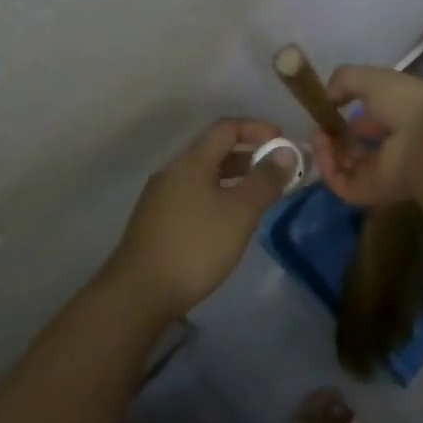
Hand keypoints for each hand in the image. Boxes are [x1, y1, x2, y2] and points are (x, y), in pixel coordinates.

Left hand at [104, 118, 297, 323]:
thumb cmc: (195, 246)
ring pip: (204, 176)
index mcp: (192, 162)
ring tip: (257, 198)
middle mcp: (173, 172)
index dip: (257, 129)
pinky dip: (217, 197)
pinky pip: (193, 196)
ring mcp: (160, 198)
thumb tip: (285, 151)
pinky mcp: (156, 222)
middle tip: (276, 173)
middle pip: (214, 151)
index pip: (227, 128)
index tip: (282, 143)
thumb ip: (265, 180)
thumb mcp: (240, 212)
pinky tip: (228, 223)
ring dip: (233, 179)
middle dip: (248, 156)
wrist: (138, 294)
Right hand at [311, 66, 422, 206]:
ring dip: (326, 150)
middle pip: (352, 146)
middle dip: (332, 136)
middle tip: (320, 126)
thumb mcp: (372, 78)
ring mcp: (377, 172)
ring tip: (318, 135)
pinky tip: (321, 146)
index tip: (327, 107)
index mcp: (395, 120)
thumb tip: (327, 96)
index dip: (345, 116)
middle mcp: (387, 147)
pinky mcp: (367, 192)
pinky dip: (326, 165)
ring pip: (343, 165)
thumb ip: (345, 80)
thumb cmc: (404, 103)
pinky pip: (339, 182)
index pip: (366, 123)